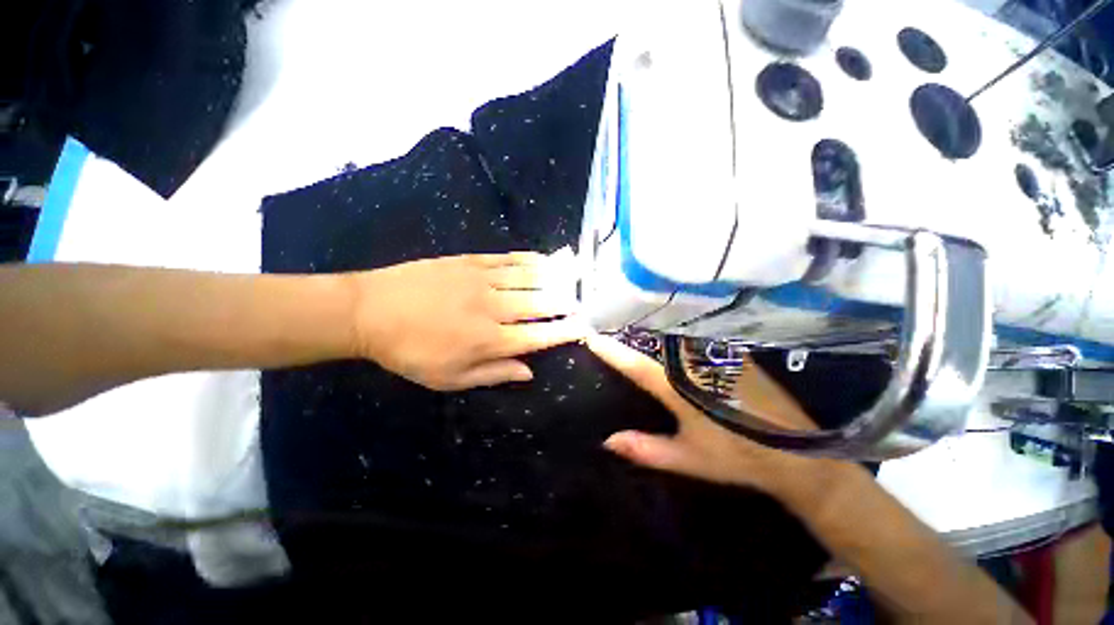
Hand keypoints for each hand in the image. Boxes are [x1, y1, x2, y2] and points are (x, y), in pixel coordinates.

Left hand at [350, 253, 585, 390]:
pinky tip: (544, 259)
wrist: (370, 311)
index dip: (563, 332)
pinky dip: (531, 259)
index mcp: (488, 340)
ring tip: (574, 277)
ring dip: (556, 278)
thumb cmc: (409, 351)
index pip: (538, 337)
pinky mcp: (470, 261)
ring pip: (530, 278)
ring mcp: (482, 280)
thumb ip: (493, 373)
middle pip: (540, 304)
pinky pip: (508, 259)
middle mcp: (493, 309)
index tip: (582, 328)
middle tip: (582, 301)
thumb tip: (529, 372)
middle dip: (566, 303)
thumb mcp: (448, 378)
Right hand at [586, 333, 829, 493]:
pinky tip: (664, 335)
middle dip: (628, 333)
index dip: (612, 351)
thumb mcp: (688, 458)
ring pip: (673, 336)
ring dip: (649, 331)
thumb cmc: (737, 458)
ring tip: (628, 326)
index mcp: (680, 389)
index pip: (636, 366)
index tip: (591, 337)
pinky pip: (693, 338)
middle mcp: (696, 364)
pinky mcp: (730, 353)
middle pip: (653, 342)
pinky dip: (673, 335)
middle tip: (605, 325)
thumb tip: (607, 441)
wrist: (796, 455)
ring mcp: (715, 355)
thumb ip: (646, 449)